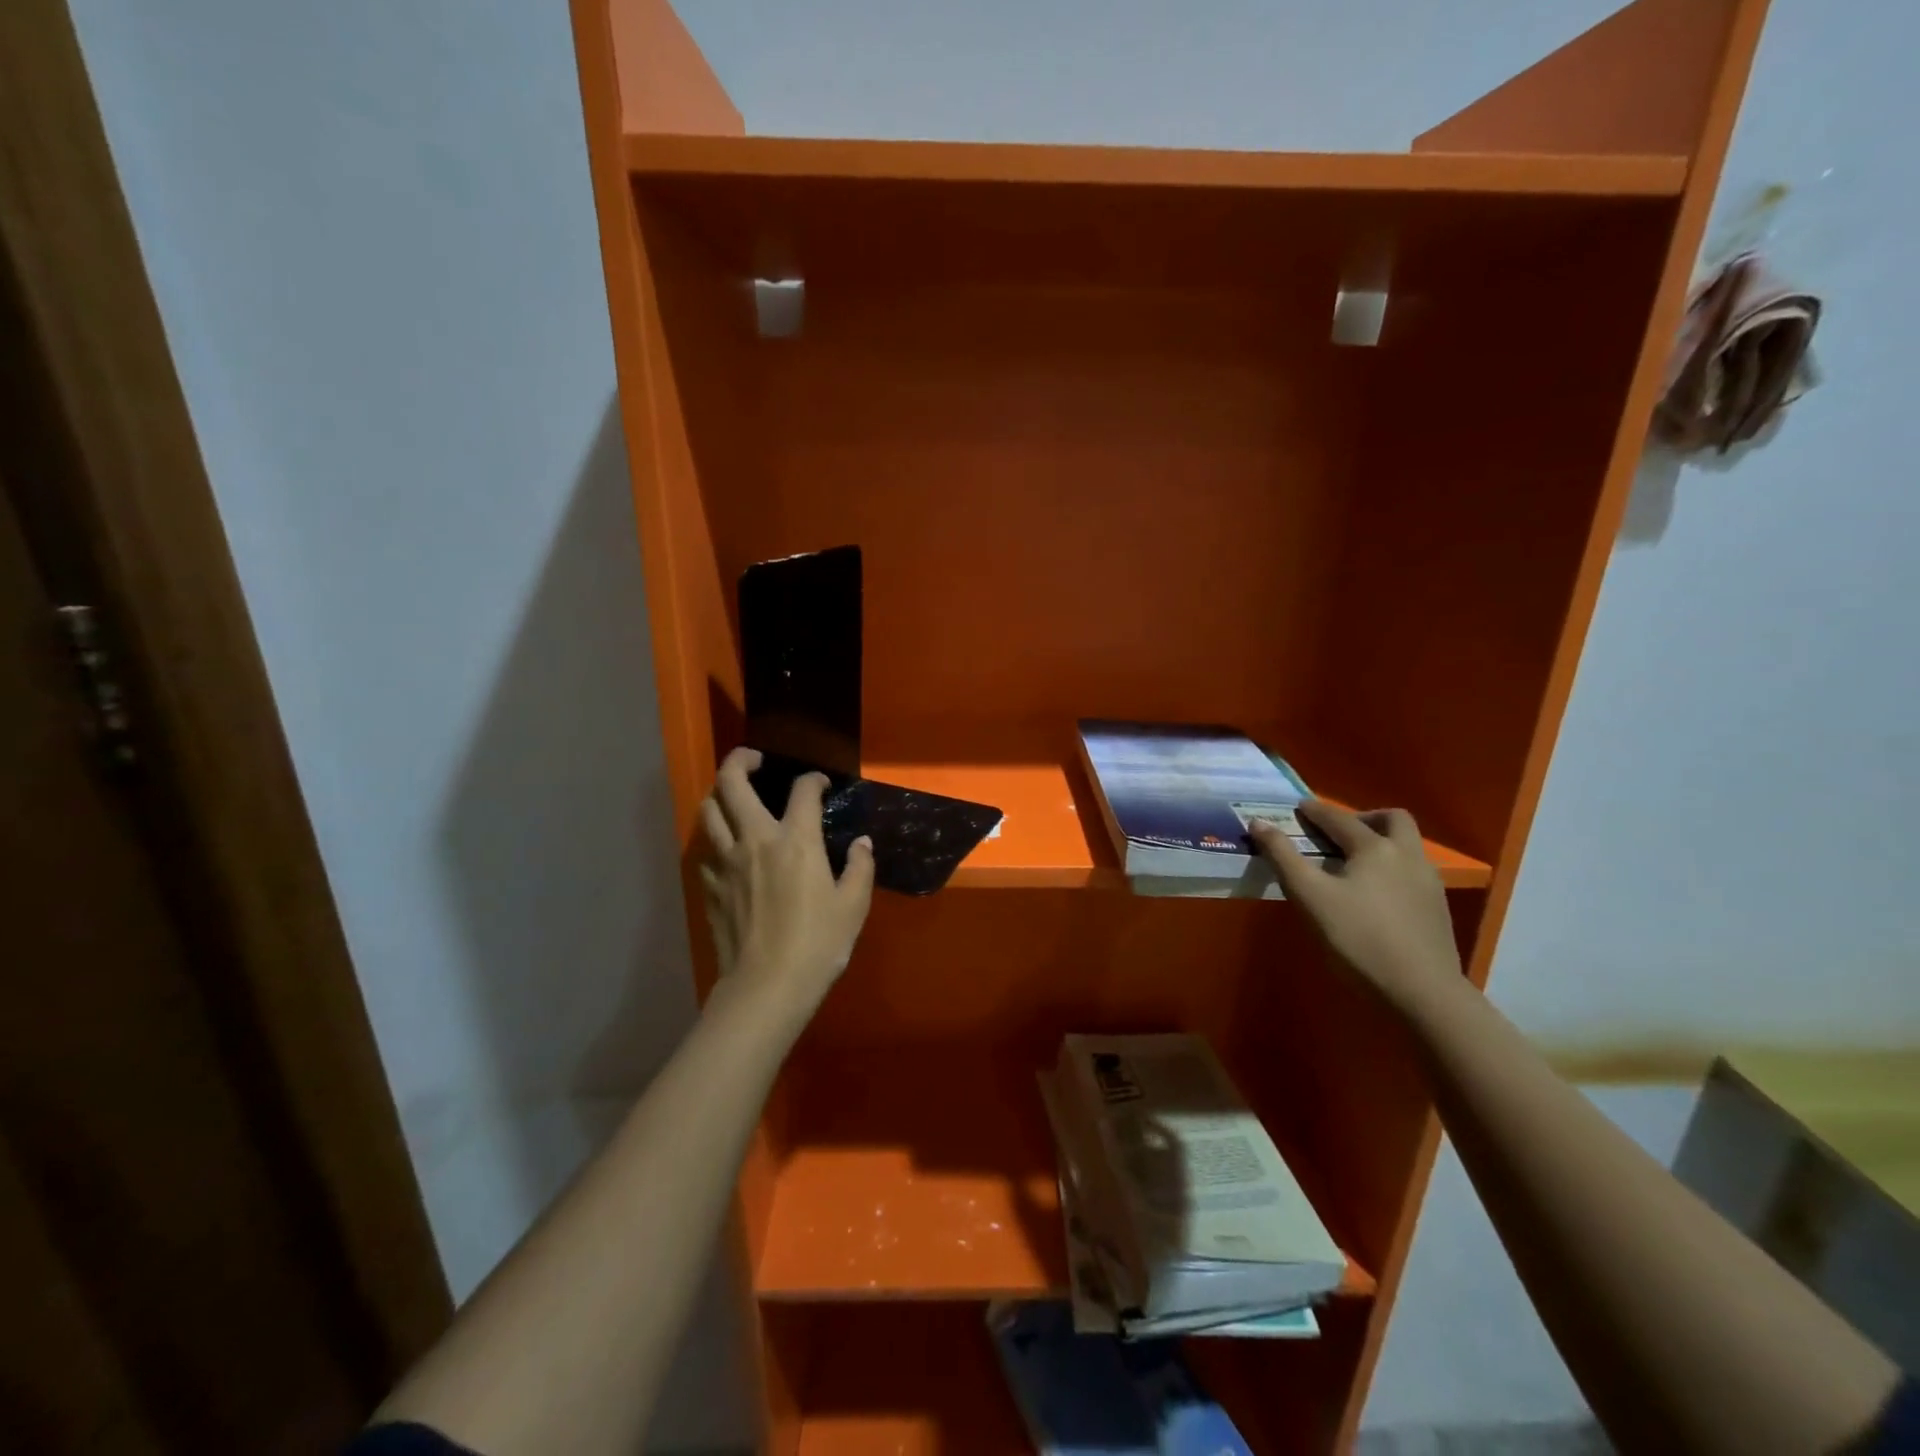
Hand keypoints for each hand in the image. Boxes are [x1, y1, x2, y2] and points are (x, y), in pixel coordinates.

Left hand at [697, 748, 875, 1028]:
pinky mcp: (709, 886)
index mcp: (795, 840)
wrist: (766, 987)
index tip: (821, 784)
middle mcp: (754, 839)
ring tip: (734, 795)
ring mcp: (725, 861)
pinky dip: (716, 836)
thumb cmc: (818, 944)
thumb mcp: (853, 906)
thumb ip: (860, 867)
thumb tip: (862, 843)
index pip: (802, 790)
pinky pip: (706, 848)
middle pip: (732, 782)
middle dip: (741, 760)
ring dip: (720, 793)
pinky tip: (729, 847)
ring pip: (708, 810)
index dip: (814, 779)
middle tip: (755, 759)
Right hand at [1250, 801, 1463, 1014]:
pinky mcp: (1437, 910)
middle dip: (1363, 818)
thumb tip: (1259, 822)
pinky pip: (1412, 873)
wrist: (1421, 993)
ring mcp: (1429, 883)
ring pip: (1407, 847)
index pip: (1339, 819)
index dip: (1316, 811)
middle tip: (1337, 833)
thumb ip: (1283, 856)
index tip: (1299, 808)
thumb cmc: (1358, 938)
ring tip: (1352, 864)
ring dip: (1381, 843)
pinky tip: (1375, 894)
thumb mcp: (1309, 896)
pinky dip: (1391, 869)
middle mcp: (1408, 856)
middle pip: (1392, 820)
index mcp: (1375, 848)